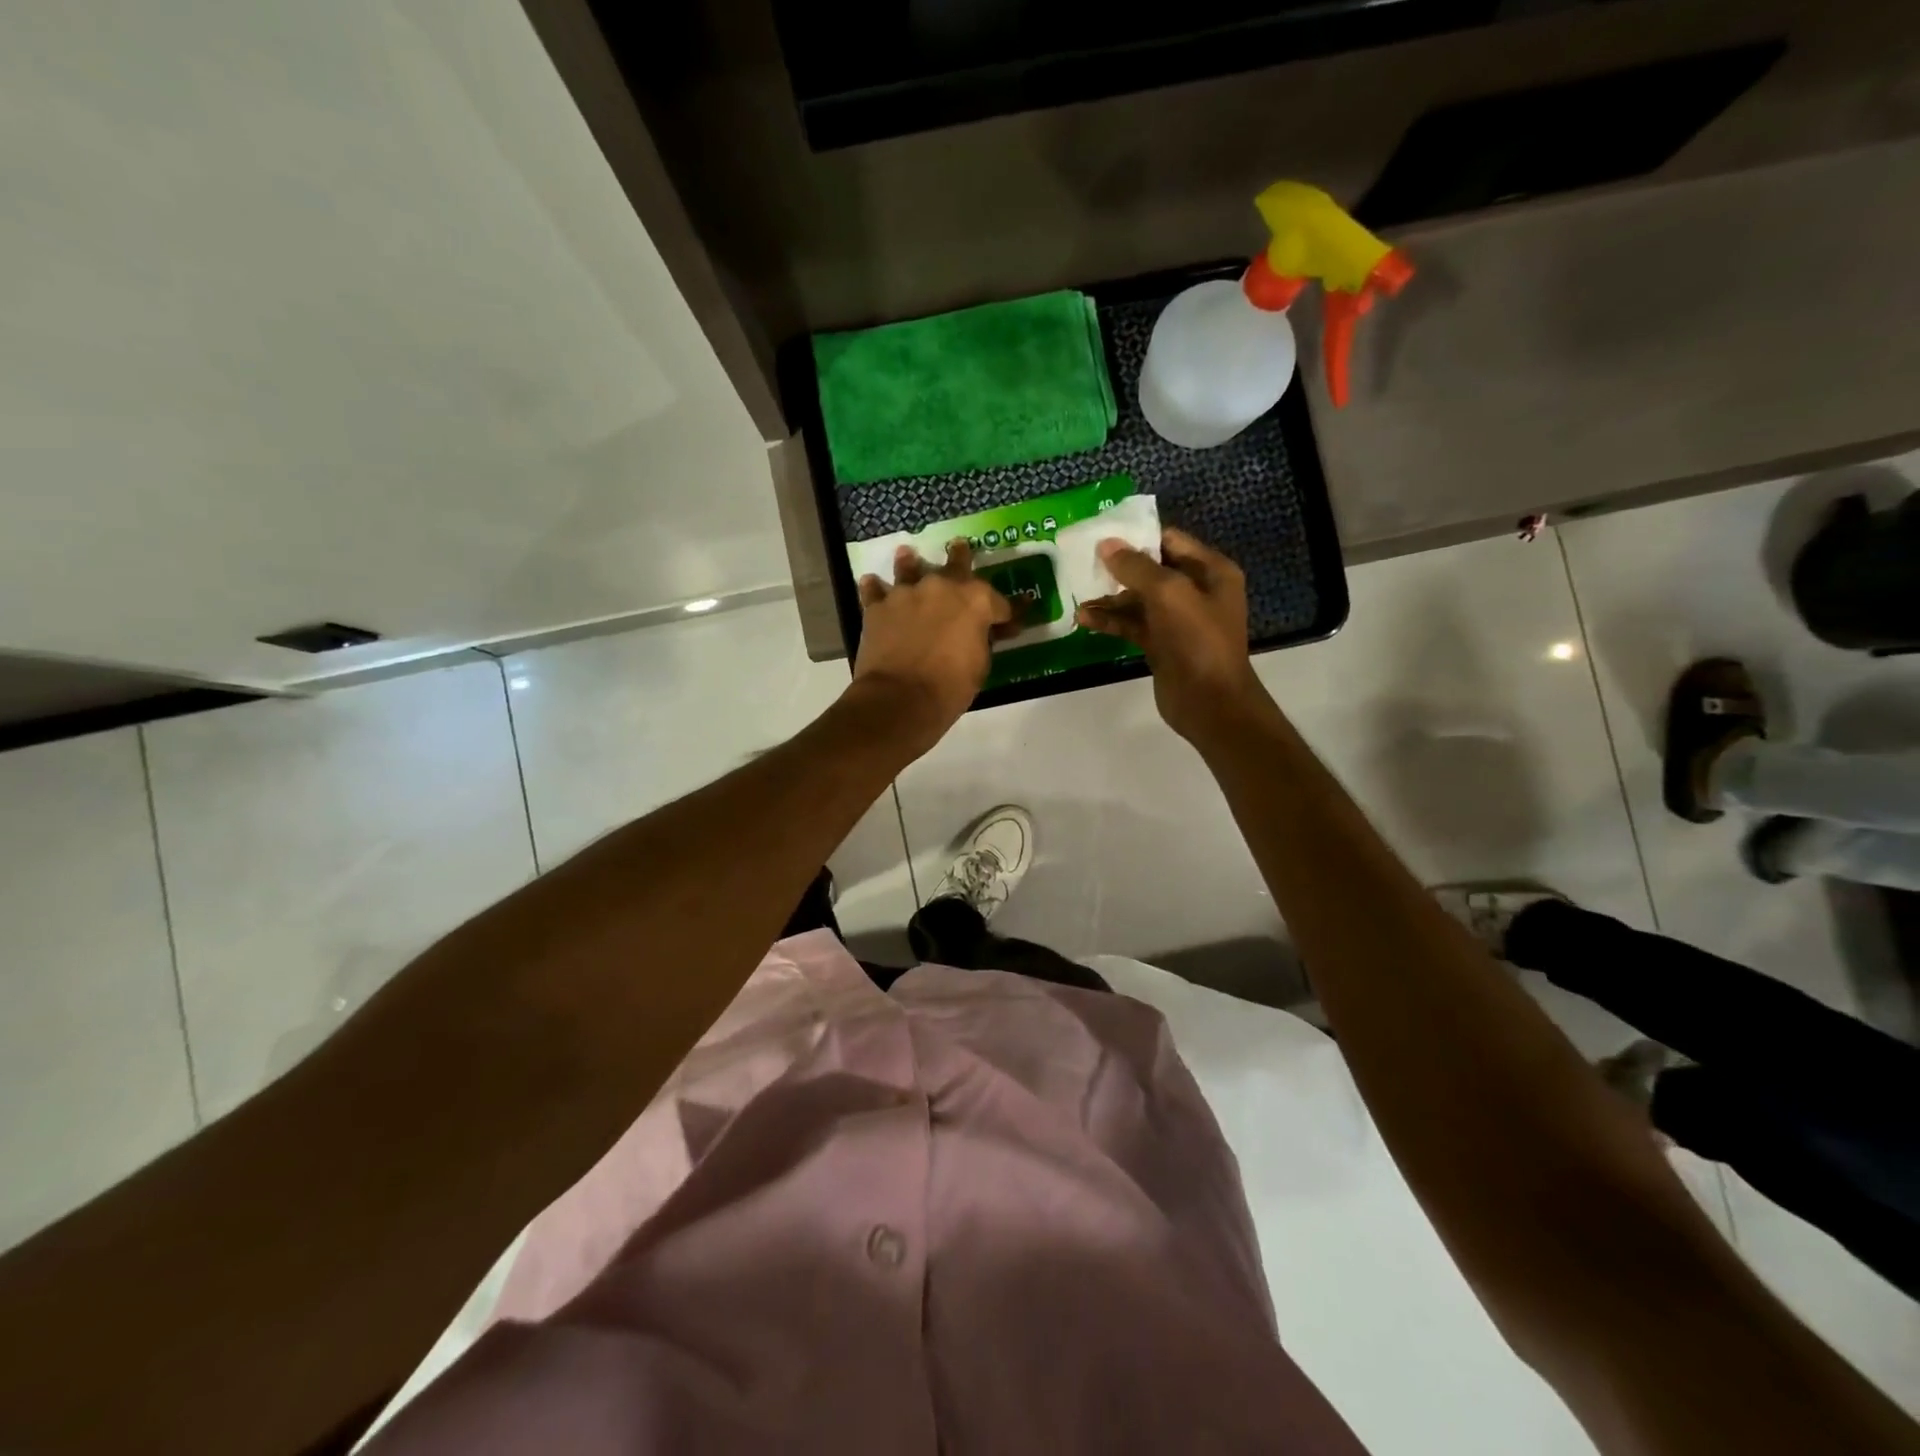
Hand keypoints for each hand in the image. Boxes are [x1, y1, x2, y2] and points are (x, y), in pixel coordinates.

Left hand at [851, 539, 1011, 755]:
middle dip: (961, 557)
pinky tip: (870, 583)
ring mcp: (906, 593)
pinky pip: (874, 591)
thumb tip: (985, 631)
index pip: (998, 602)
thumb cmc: (950, 687)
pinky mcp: (877, 607)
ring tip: (908, 554)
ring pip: (910, 568)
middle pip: (955, 565)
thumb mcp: (980, 665)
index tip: (1010, 622)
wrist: (900, 698)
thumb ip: (982, 639)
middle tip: (960, 546)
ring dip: (911, 562)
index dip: (1006, 614)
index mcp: (976, 600)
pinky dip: (874, 588)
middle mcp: (942, 586)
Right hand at [1075, 527, 1274, 744]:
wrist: (1210, 702)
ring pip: (1138, 599)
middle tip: (1084, 564)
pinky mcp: (1162, 644)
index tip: (1102, 536)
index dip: (1137, 536)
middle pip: (1151, 569)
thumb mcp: (1168, 593)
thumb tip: (1106, 544)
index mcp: (1211, 571)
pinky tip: (1085, 619)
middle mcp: (1196, 591)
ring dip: (1110, 598)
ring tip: (1079, 597)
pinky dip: (1111, 621)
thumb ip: (1136, 566)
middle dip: (1118, 568)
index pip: (1170, 540)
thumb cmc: (1196, 640)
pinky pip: (1133, 624)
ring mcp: (1178, 620)